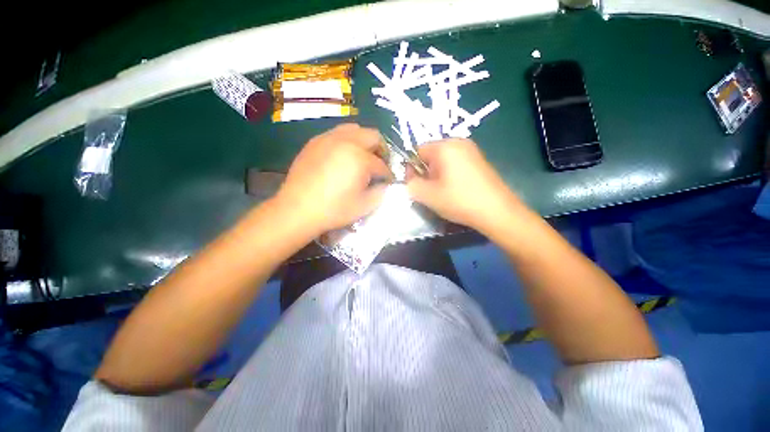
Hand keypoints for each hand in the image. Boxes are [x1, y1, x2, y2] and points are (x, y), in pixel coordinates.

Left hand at [274, 124, 390, 235]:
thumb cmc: (334, 210)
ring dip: (364, 142)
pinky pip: (336, 133)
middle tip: (379, 164)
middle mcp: (346, 142)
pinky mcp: (315, 142)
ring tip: (362, 157)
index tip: (388, 181)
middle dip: (381, 150)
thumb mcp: (364, 206)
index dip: (388, 174)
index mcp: (360, 158)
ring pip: (354, 129)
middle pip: (373, 136)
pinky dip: (346, 142)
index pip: (382, 164)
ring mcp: (328, 139)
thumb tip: (386, 184)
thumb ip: (381, 192)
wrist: (298, 210)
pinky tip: (342, 157)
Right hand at [407, 139, 524, 233]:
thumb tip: (409, 178)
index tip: (417, 185)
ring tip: (444, 192)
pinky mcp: (479, 161)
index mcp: (444, 146)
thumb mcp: (427, 195)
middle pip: (431, 155)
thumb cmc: (459, 200)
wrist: (497, 212)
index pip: (417, 151)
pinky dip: (451, 175)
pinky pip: (456, 164)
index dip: (412, 168)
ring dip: (438, 175)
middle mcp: (459, 142)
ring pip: (443, 161)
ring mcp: (472, 151)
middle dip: (426, 172)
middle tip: (431, 190)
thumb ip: (411, 184)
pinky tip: (457, 190)